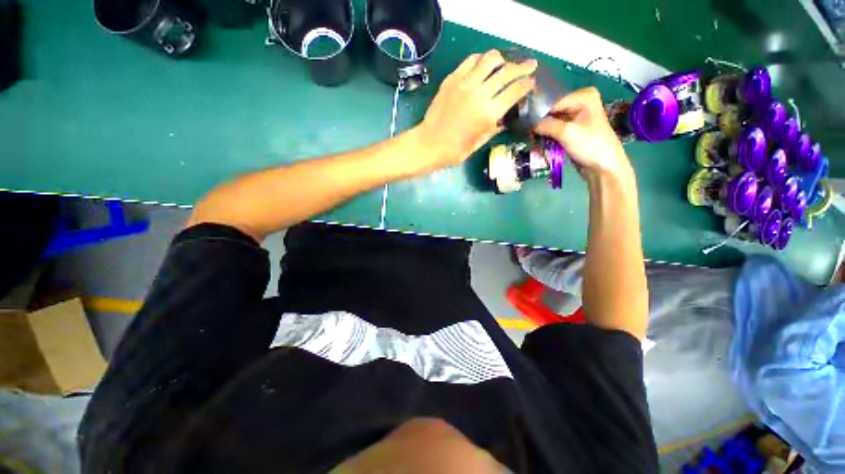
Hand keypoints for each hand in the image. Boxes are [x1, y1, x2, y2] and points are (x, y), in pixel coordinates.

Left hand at [413, 50, 536, 169]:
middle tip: (529, 65)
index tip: (532, 82)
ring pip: (491, 58)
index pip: (516, 90)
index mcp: (489, 113)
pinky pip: (471, 60)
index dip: (528, 84)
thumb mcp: (478, 144)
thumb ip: (494, 128)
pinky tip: (483, 66)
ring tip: (504, 64)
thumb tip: (505, 118)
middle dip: (522, 67)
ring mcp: (465, 83)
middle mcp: (480, 93)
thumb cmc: (454, 151)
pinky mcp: (452, 79)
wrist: (428, 144)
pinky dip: (481, 60)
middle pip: (507, 71)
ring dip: (502, 59)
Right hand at [534, 87, 632, 181]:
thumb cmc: (590, 145)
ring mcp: (576, 116)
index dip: (538, 113)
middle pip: (552, 110)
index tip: (523, 124)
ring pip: (551, 121)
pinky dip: (546, 136)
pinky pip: (554, 129)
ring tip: (530, 138)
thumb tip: (525, 123)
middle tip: (525, 132)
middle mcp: (580, 102)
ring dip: (541, 131)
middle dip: (539, 122)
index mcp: (584, 96)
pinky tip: (537, 141)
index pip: (553, 101)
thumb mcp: (566, 133)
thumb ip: (545, 125)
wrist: (603, 167)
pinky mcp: (571, 129)